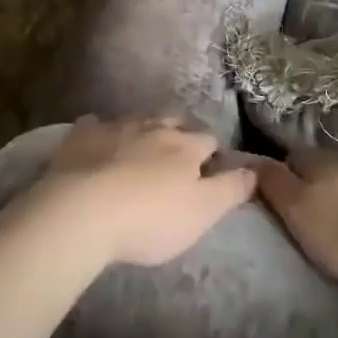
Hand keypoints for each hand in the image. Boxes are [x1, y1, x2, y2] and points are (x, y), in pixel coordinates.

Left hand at [32, 116, 257, 267]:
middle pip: (173, 121)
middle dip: (179, 132)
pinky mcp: (81, 135)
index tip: (211, 167)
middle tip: (176, 155)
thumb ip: (231, 189)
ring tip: (141, 148)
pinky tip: (97, 142)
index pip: (209, 140)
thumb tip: (256, 169)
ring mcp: (115, 127)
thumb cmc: (149, 218)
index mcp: (185, 146)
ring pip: (136, 120)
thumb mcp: (203, 212)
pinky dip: (100, 132)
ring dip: (142, 130)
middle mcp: (153, 127)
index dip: (213, 153)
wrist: (82, 211)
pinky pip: (94, 125)